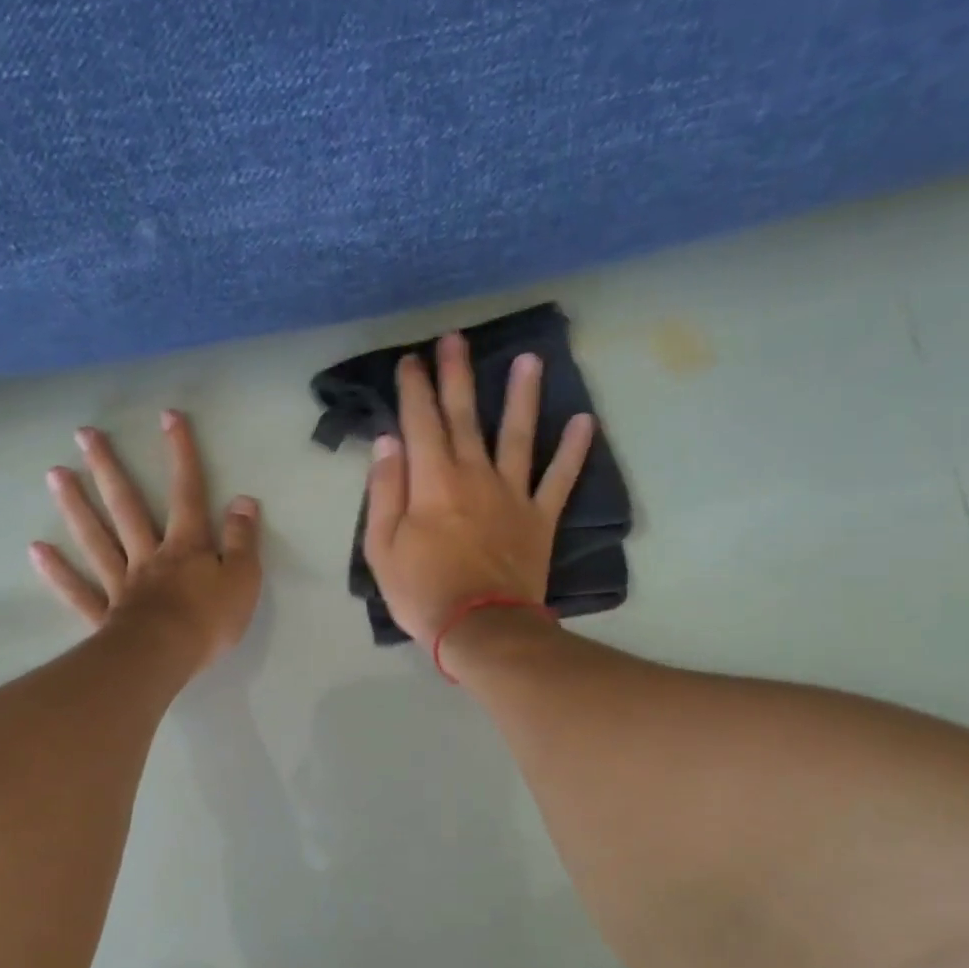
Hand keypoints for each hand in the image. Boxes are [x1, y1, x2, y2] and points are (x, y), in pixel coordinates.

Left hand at [31, 411, 262, 671]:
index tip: (168, 417)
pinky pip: (79, 591)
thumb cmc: (209, 620)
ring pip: (97, 539)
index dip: (181, 454)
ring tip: (55, 474)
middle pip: (127, 506)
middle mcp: (149, 556)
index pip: (187, 493)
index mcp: (186, 547)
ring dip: (77, 506)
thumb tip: (243, 500)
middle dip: (109, 469)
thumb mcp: (243, 579)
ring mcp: (122, 584)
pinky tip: (37, 551)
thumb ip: (242, 540)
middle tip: (84, 435)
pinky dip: (59, 572)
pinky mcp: (106, 615)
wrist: (165, 657)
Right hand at [363, 332, 594, 648]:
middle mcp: (474, 475)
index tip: (412, 360)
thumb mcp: (382, 548)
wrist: (480, 628)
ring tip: (529, 360)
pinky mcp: (540, 517)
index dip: (415, 389)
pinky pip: (560, 478)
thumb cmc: (423, 592)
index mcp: (432, 481)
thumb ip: (385, 491)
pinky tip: (585, 421)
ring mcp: (512, 494)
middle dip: (457, 375)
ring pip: (519, 434)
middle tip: (456, 339)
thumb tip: (388, 442)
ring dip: (523, 395)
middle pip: (466, 416)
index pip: (420, 422)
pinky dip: (574, 451)